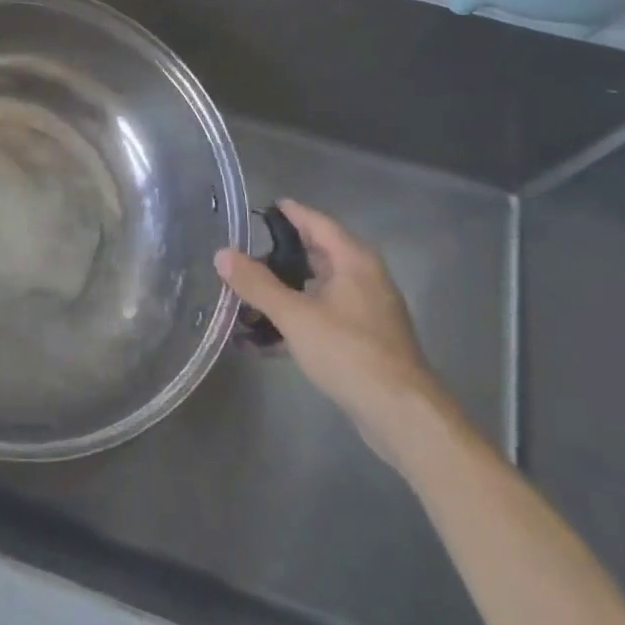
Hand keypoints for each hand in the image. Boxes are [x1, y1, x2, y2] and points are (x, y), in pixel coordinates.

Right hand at [215, 199, 452, 463]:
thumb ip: (257, 284)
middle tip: (242, 255)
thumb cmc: (349, 351)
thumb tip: (222, 254)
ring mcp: (365, 311)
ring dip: (283, 293)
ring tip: (245, 297)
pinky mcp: (362, 341)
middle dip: (278, 256)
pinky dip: (295, 320)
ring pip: (316, 290)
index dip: (289, 213)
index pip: (316, 222)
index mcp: (353, 260)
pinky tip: (263, 339)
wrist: (402, 416)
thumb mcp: (295, 315)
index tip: (261, 208)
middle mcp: (363, 277)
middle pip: (315, 255)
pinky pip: (321, 318)